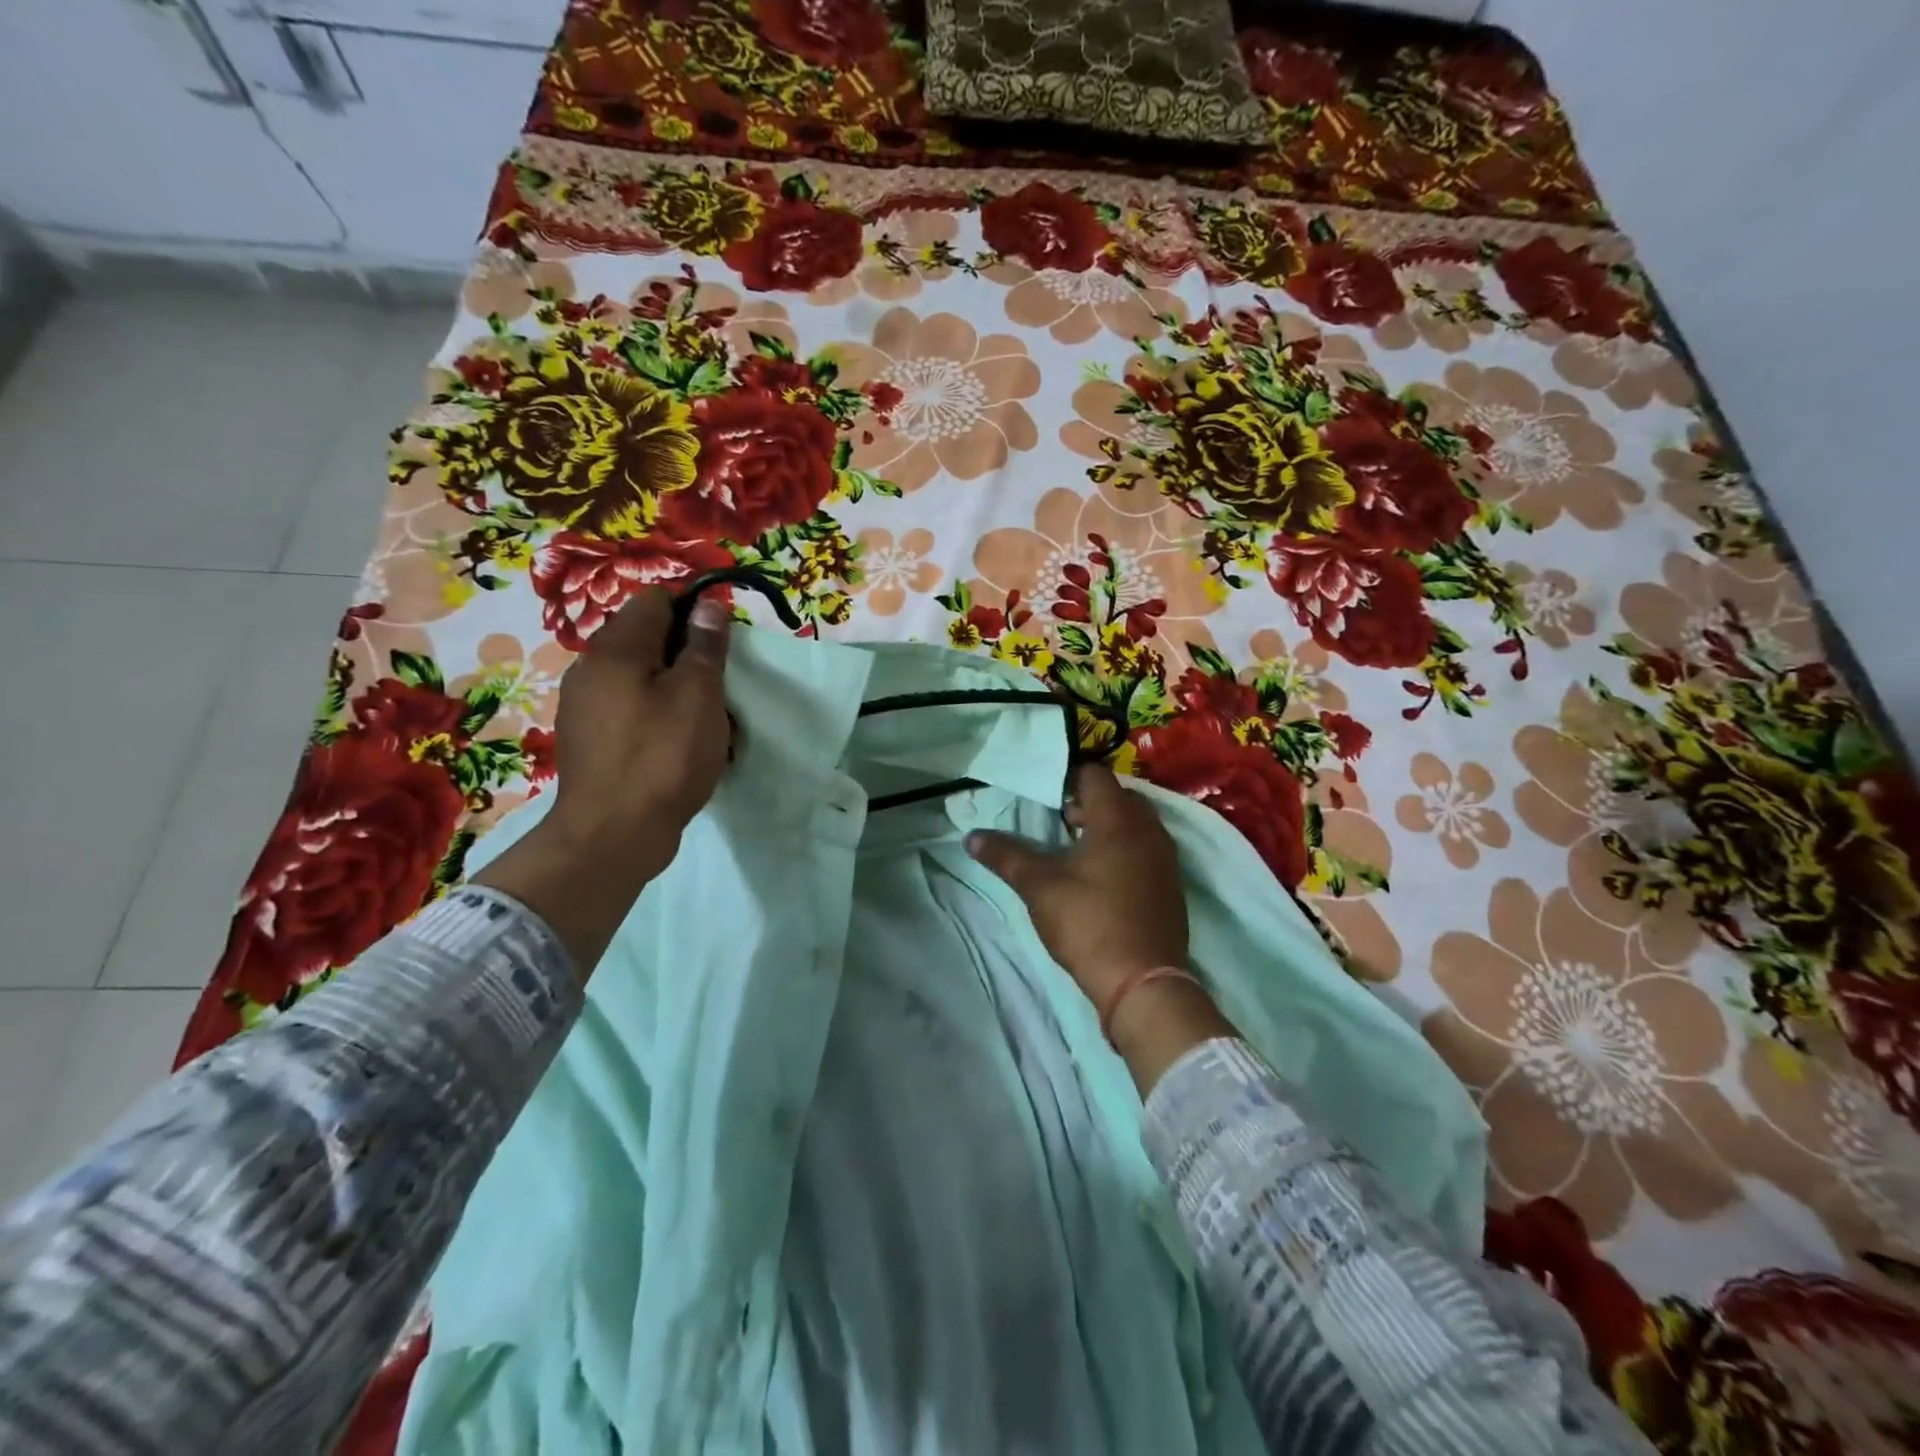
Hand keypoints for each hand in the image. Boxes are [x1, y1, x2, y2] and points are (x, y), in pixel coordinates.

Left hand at [545, 586, 732, 874]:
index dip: (695, 612)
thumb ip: (704, 646)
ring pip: (640, 677)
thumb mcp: (698, 696)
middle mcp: (591, 668)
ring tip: (703, 722)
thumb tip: (710, 604)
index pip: (656, 601)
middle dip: (687, 655)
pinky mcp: (590, 739)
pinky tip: (677, 745)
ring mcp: (585, 706)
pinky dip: (657, 716)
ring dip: (674, 688)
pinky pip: (630, 709)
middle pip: (647, 639)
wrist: (612, 836)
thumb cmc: (663, 758)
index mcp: (615, 648)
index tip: (722, 646)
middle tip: (718, 689)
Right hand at [965, 764, 1188, 1008]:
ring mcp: (1166, 857)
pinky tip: (1101, 877)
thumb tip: (972, 837)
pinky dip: (1125, 850)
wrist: (1143, 982)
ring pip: (1135, 824)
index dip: (1067, 778)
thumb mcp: (1039, 886)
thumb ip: (1006, 856)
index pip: (1095, 774)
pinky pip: (1146, 849)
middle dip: (1087, 802)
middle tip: (1057, 821)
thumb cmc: (1089, 922)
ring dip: (1107, 827)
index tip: (1044, 795)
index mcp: (1119, 818)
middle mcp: (1149, 829)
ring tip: (1074, 849)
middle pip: (1118, 797)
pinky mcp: (1171, 884)